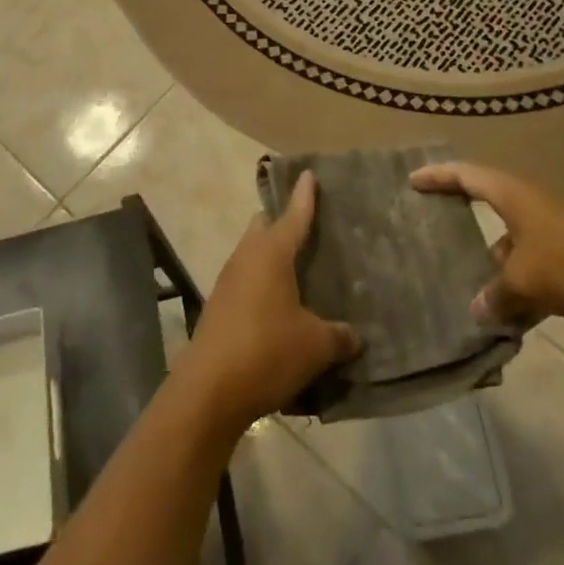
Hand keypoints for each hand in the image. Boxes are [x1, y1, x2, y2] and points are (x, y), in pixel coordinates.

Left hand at [179, 171, 360, 428]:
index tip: (308, 173)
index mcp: (272, 252)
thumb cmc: (267, 352)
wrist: (208, 391)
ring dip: (271, 257)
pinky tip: (278, 307)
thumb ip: (339, 336)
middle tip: (308, 228)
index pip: (294, 214)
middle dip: (281, 222)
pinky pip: (244, 282)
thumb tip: (355, 336)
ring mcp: (227, 281)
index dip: (304, 195)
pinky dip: (261, 284)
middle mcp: (246, 257)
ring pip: (251, 254)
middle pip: (263, 227)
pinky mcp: (218, 307)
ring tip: (298, 270)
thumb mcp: (315, 345)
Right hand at [410, 161, 563, 329]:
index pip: (467, 176)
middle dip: (464, 223)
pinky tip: (514, 318)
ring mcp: (557, 230)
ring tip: (473, 293)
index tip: (413, 180)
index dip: (439, 176)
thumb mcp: (525, 280)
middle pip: (490, 206)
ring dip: (495, 266)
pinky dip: (522, 286)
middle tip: (436, 235)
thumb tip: (477, 311)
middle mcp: (533, 205)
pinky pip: (537, 268)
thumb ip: (496, 296)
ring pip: (514, 244)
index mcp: (514, 195)